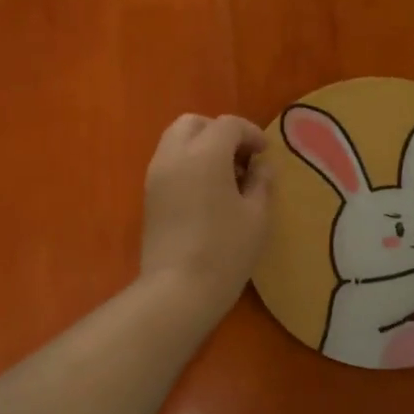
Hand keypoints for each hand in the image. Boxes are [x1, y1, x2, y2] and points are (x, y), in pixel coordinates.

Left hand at [140, 113, 272, 320]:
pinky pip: (168, 162)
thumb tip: (260, 166)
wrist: (177, 289)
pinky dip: (188, 163)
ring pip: (176, 140)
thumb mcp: (257, 216)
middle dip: (219, 132)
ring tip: (225, 176)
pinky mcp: (148, 195)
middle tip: (241, 158)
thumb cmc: (225, 250)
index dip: (251, 134)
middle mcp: (174, 155)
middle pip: (194, 123)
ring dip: (201, 146)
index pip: (228, 125)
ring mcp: (156, 175)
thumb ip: (261, 182)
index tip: (265, 154)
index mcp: (205, 154)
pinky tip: (207, 191)